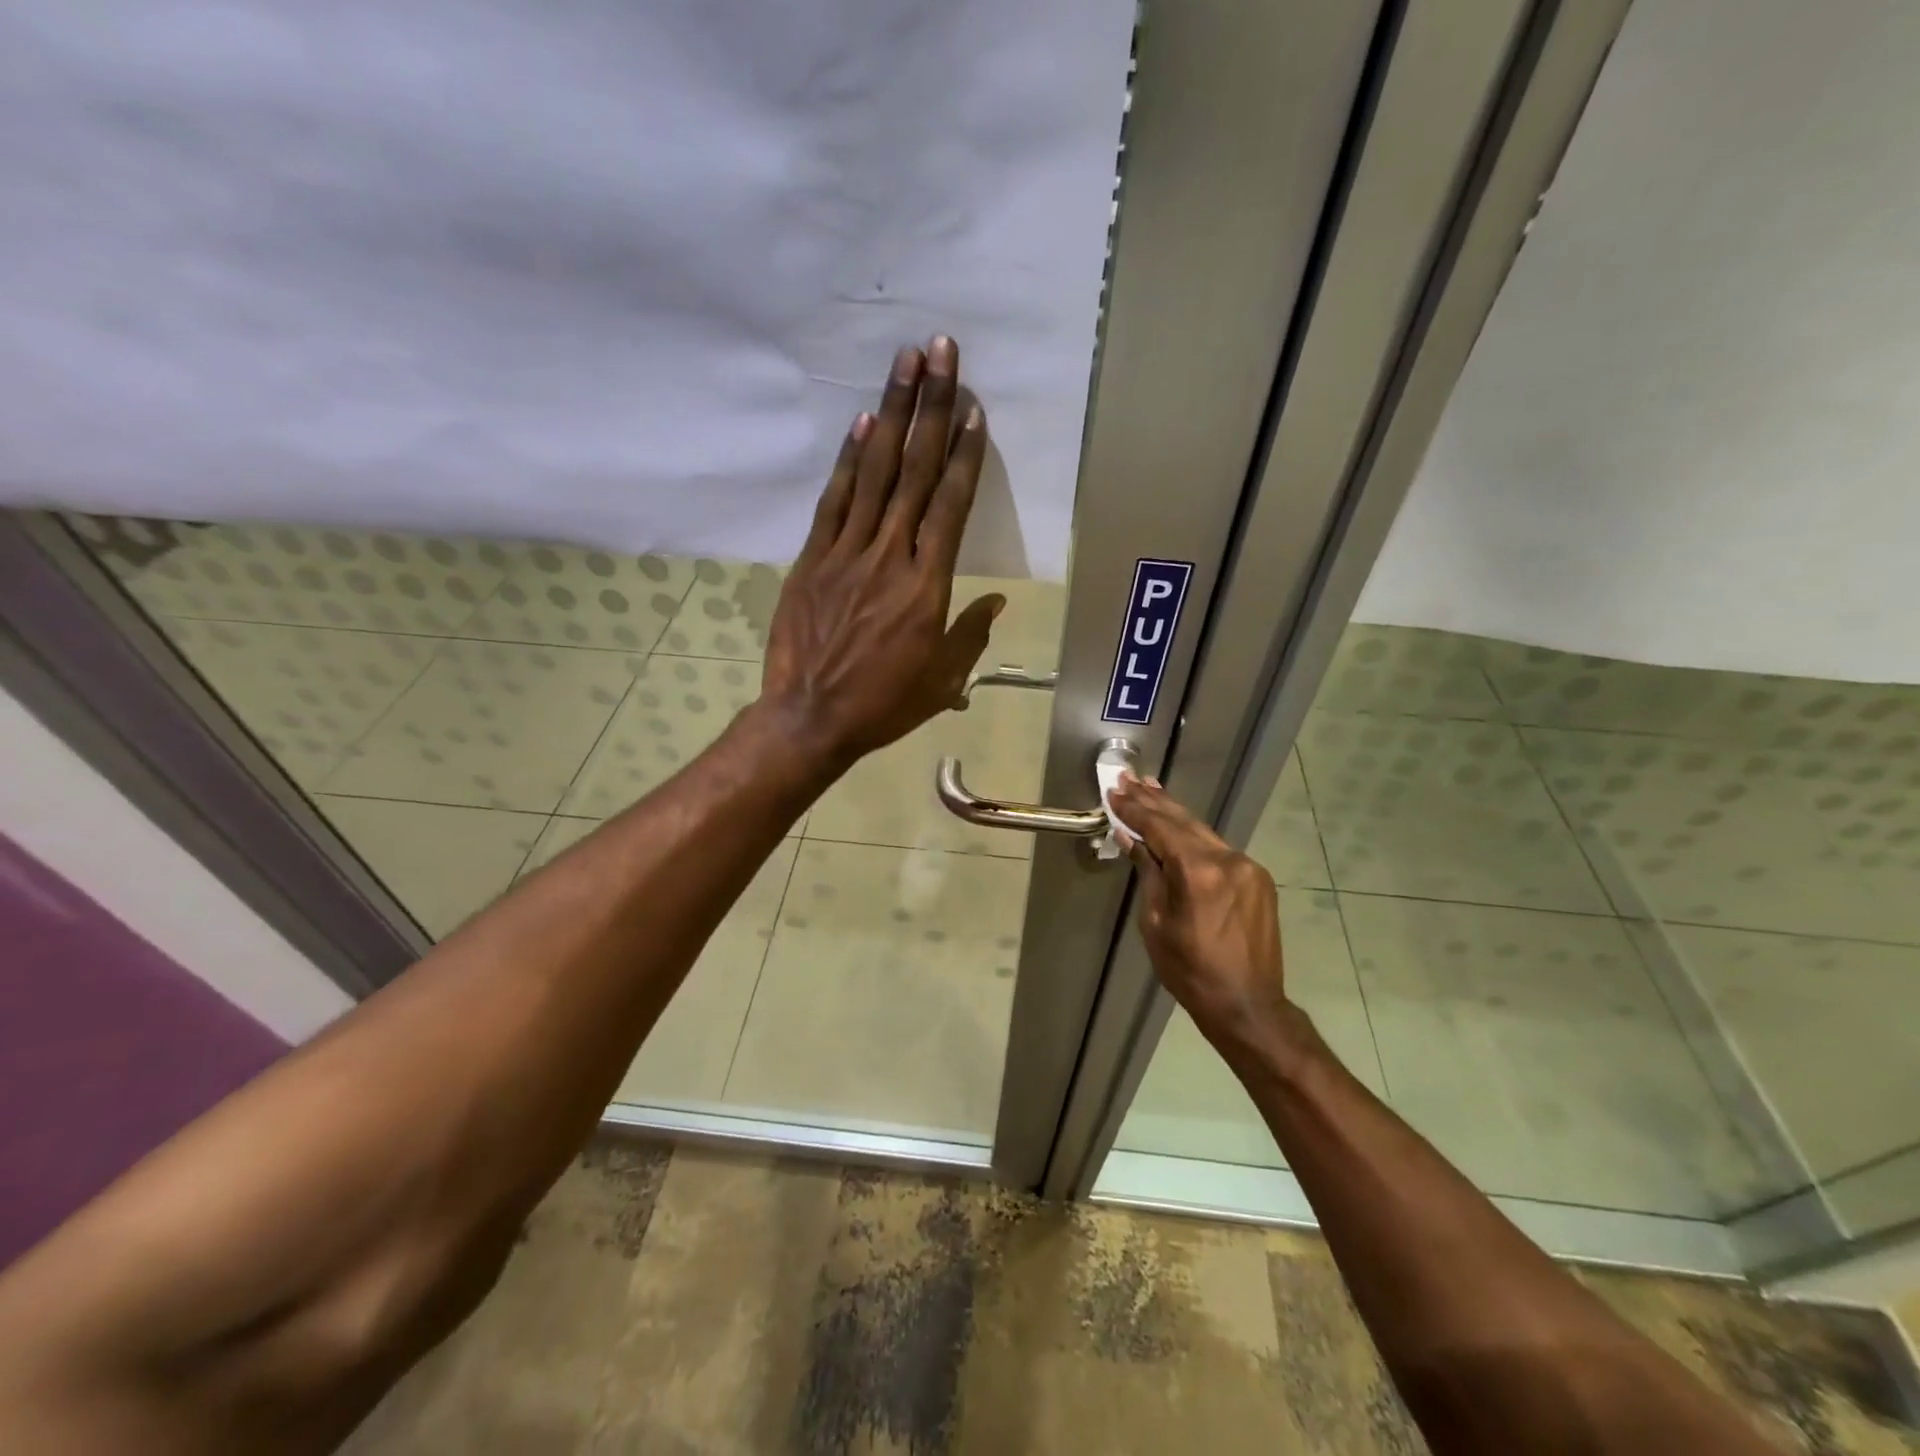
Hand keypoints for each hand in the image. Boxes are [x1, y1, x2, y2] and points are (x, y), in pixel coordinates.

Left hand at [760, 337, 1002, 767]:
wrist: (809, 718)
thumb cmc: (883, 705)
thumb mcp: (941, 681)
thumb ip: (970, 634)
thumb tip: (996, 600)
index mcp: (927, 587)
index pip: (950, 506)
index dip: (963, 454)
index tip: (973, 409)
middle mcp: (889, 557)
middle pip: (915, 472)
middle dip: (932, 408)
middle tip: (942, 351)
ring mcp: (846, 553)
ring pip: (875, 473)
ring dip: (891, 413)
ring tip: (905, 363)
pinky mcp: (812, 559)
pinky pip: (834, 500)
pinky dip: (849, 460)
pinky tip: (863, 422)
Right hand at [1109, 774, 1301, 1071]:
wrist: (1247, 1005)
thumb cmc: (1189, 970)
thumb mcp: (1155, 923)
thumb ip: (1148, 873)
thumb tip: (1130, 838)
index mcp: (1199, 872)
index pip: (1159, 828)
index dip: (1134, 810)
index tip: (1114, 791)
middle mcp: (1227, 860)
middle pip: (1183, 821)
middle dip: (1153, 800)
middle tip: (1129, 778)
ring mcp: (1247, 867)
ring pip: (1203, 832)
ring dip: (1174, 813)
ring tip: (1150, 789)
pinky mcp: (1257, 878)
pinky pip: (1218, 849)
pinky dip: (1195, 836)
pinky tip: (1180, 826)